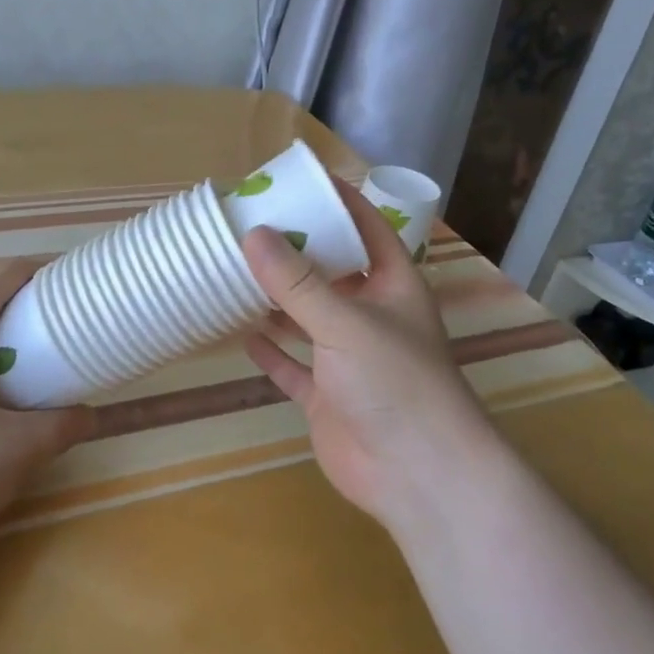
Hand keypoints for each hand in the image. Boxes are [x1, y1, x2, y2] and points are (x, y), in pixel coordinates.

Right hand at [241, 180, 495, 532]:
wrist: (418, 475)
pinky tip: (241, 334)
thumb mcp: (345, 322)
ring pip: (306, 318)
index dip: (337, 200)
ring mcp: (347, 358)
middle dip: (295, 250)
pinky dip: (271, 351)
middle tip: (249, 223)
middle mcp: (371, 315)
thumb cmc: (395, 382)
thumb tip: (253, 233)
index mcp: (392, 284)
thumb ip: (297, 282)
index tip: (297, 179)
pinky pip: (292, 367)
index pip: (366, 227)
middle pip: (330, 271)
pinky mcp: (327, 396)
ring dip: (276, 299)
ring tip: (235, 270)